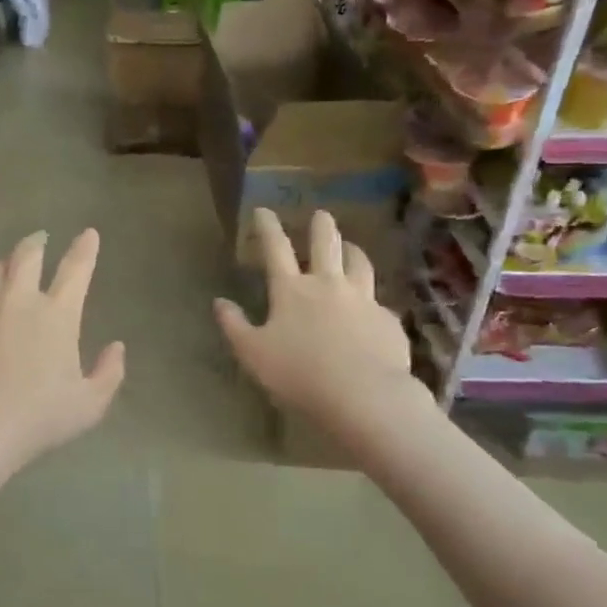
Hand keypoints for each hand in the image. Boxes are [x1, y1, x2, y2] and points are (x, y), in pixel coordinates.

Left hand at [0, 229, 125, 472]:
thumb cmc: (37, 419)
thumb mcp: (89, 405)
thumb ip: (109, 373)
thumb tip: (117, 346)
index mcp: (58, 314)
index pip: (77, 269)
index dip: (85, 248)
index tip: (89, 234)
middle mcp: (20, 297)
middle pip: (28, 254)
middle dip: (37, 243)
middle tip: (40, 240)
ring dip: (6, 264)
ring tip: (7, 269)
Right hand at [214, 209, 416, 436]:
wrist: (364, 396)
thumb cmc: (299, 374)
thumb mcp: (253, 354)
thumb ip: (234, 326)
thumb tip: (219, 302)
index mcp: (291, 290)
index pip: (276, 248)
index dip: (268, 226)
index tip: (264, 210)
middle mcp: (328, 285)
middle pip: (326, 244)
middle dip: (321, 226)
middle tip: (321, 214)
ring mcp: (362, 299)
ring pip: (360, 263)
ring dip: (353, 250)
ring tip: (350, 247)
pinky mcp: (387, 320)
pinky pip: (378, 301)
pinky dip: (371, 297)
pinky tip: (371, 307)